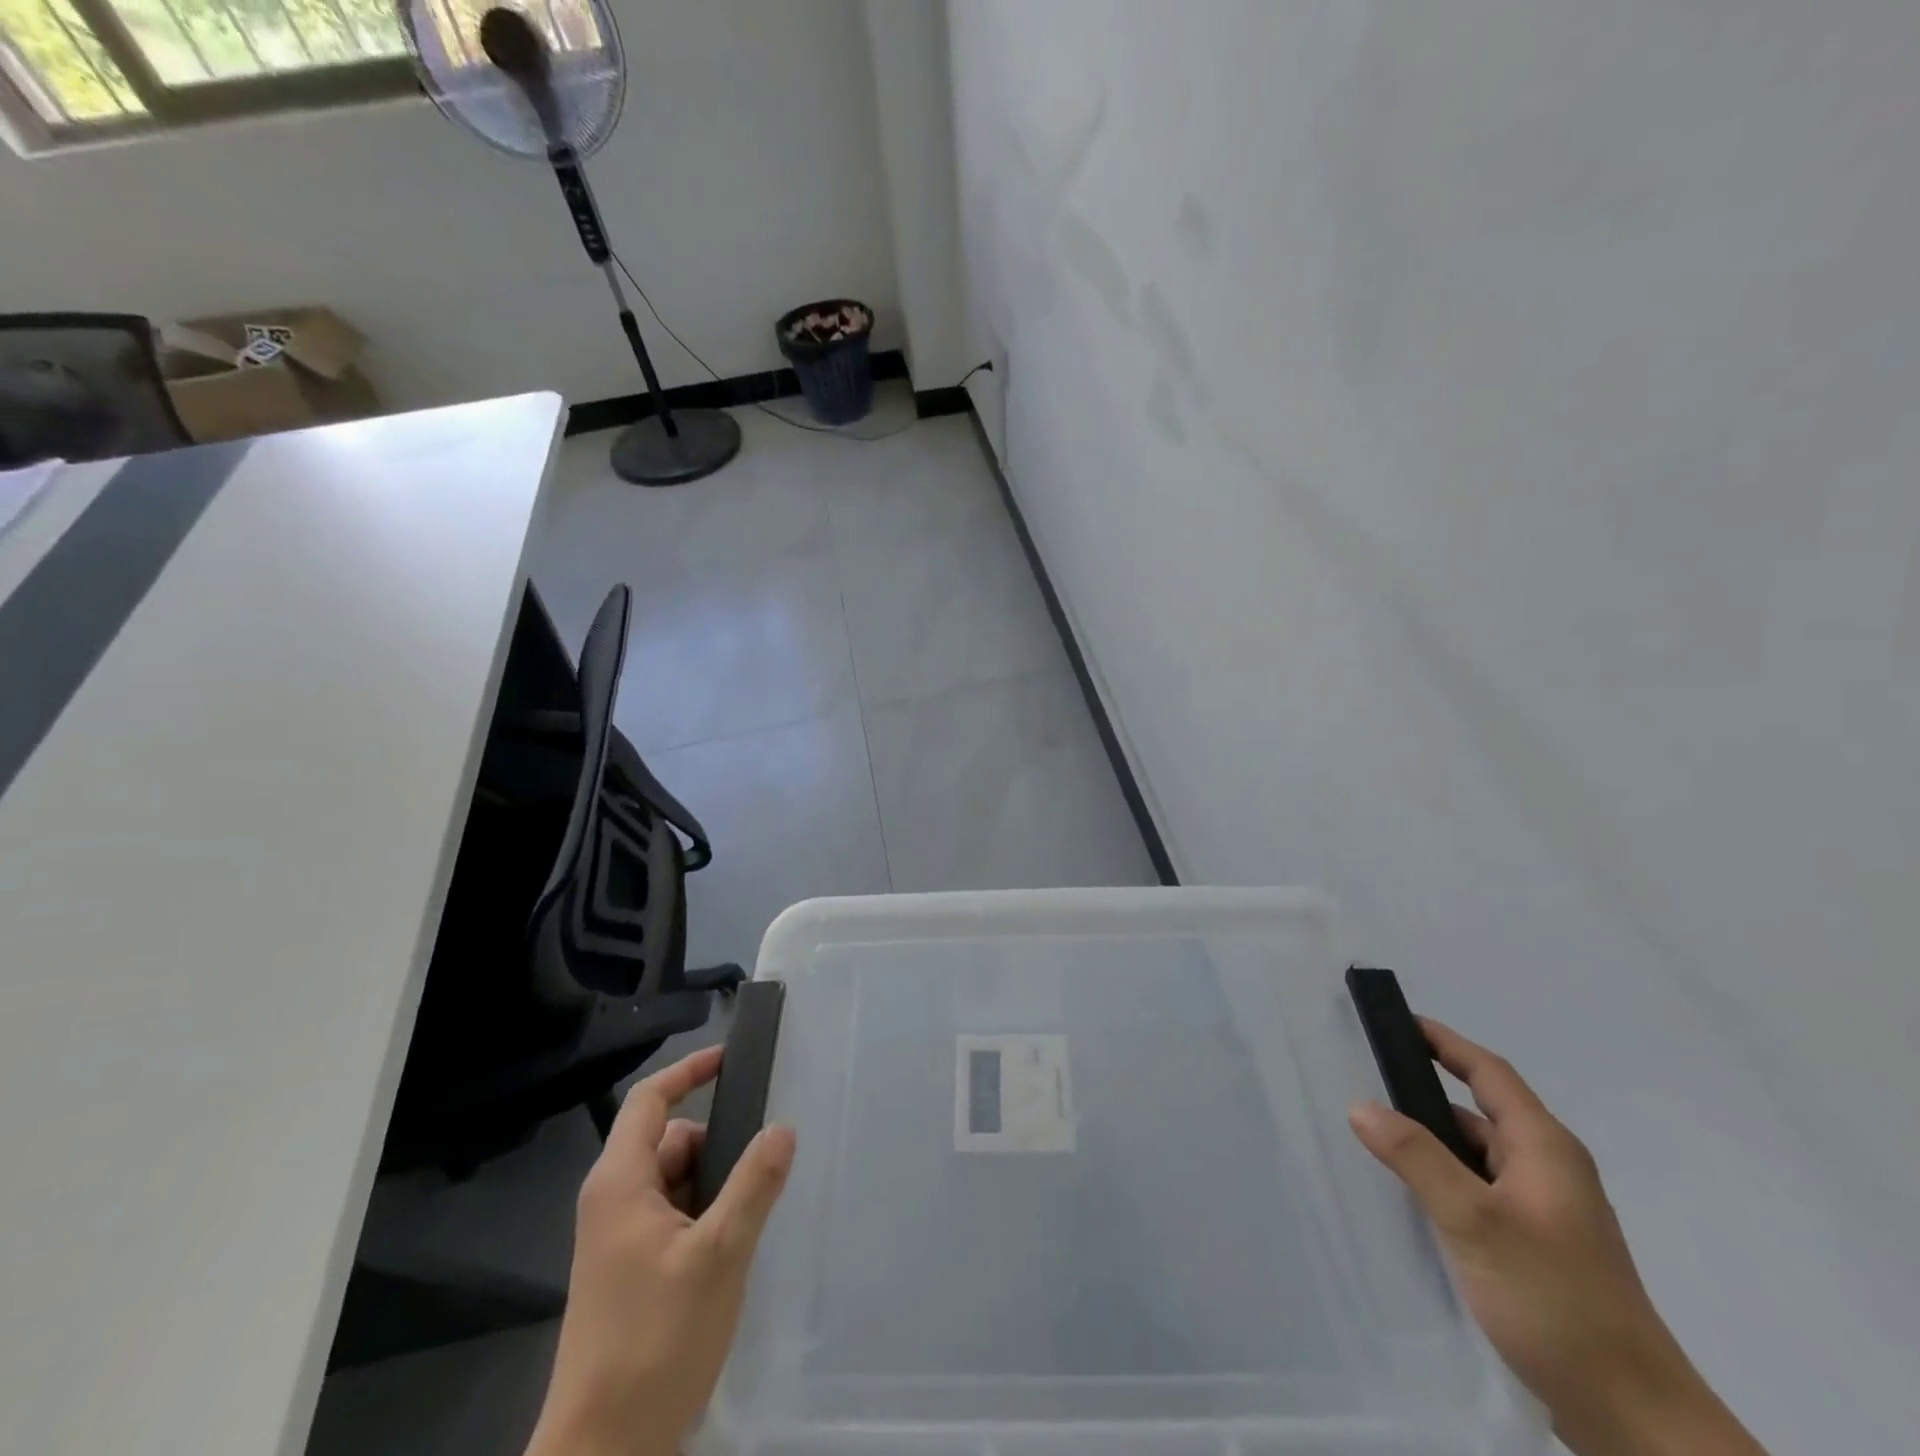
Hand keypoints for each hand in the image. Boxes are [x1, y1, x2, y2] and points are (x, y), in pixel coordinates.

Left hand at [526, 1046, 795, 1455]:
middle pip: (669, 1140)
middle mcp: (612, 1201)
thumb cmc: (655, 1342)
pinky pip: (672, 1216)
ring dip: (714, 1185)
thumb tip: (782, 1128)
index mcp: (620, 1183)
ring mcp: (617, 1239)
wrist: (604, 1455)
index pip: (650, 1100)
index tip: (732, 1058)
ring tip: (752, 1216)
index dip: (690, 1070)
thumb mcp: (718, 1255)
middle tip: (764, 1165)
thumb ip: (753, 1184)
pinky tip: (733, 1246)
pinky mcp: (629, 1270)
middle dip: (716, 1144)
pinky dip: (704, 1215)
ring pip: (675, 1181)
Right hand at [1348, 1019, 1765, 1455]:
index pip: (1489, 1073)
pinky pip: (1480, 1192)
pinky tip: (1412, 1199)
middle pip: (1480, 1112)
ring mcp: (1546, 1213)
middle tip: (1368, 1082)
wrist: (1634, 1420)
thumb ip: (1416, 1157)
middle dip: (1426, 1093)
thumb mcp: (1475, 1221)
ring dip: (1432, 1142)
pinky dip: (1444, 1180)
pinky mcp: (1538, 1249)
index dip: (1445, 1042)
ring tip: (1375, 1139)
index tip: (1400, 1022)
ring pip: (1477, 1156)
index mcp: (1545, 1149)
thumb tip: (1361, 1105)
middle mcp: (1549, 1171)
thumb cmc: (1556, 1301)